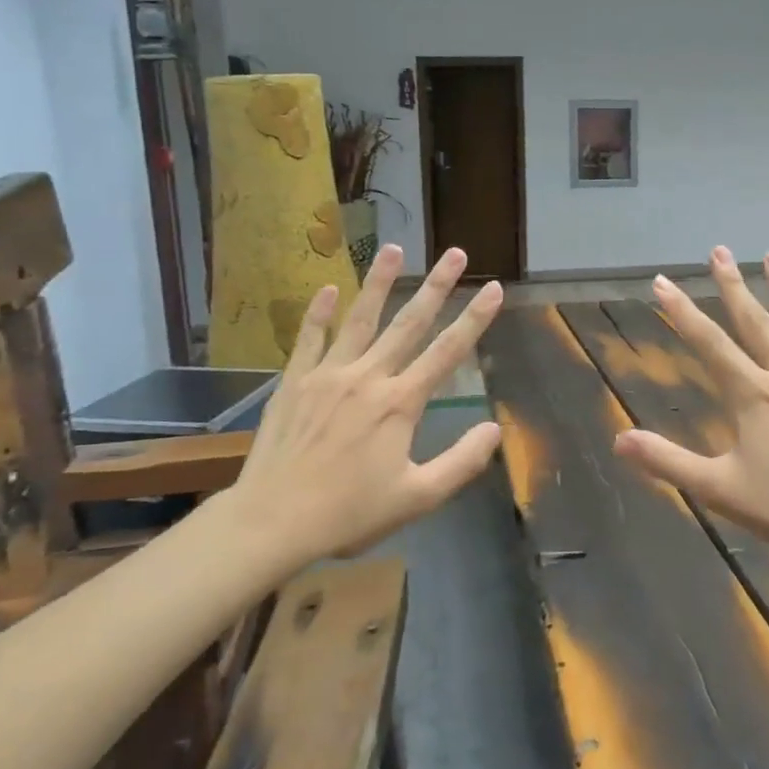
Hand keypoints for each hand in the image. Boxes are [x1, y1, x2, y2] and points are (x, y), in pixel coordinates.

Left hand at [229, 243, 503, 564]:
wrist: (273, 520)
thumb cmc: (349, 513)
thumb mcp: (418, 498)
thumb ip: (461, 462)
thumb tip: (495, 429)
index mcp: (400, 403)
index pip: (448, 352)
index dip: (475, 319)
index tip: (494, 288)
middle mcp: (368, 377)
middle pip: (409, 323)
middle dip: (437, 286)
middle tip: (455, 253)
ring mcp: (328, 374)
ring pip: (360, 319)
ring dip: (379, 282)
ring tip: (393, 248)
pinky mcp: (294, 382)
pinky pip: (309, 338)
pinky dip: (318, 313)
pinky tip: (326, 288)